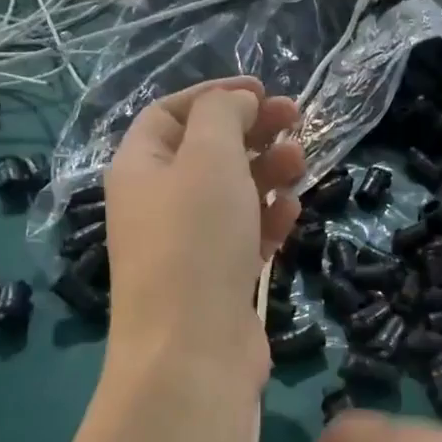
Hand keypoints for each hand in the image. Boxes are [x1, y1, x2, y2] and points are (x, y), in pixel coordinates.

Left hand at [102, 77, 302, 388]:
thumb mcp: (208, 159)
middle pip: (207, 152)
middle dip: (251, 131)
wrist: (194, 350)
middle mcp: (159, 204)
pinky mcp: (219, 279)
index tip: (263, 92)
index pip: (170, 113)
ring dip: (266, 172)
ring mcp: (190, 245)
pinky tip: (290, 212)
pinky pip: (245, 235)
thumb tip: (238, 102)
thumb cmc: (195, 242)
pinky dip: (268, 218)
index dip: (215, 95)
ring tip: (300, 164)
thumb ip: (222, 116)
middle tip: (296, 120)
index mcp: (140, 168)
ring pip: (232, 194)